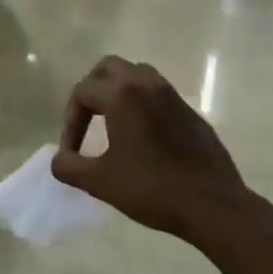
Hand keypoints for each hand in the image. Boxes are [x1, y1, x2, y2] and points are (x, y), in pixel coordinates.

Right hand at [52, 56, 256, 240]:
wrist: (213, 205)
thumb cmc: (152, 188)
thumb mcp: (99, 182)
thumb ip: (69, 167)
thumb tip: (59, 159)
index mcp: (122, 95)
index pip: (82, 93)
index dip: (69, 122)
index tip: (71, 154)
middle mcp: (147, 85)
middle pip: (109, 68)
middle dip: (91, 89)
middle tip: (86, 119)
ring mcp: (173, 96)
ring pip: (137, 75)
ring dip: (118, 91)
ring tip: (111, 122)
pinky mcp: (191, 112)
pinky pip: (158, 94)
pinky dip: (141, 104)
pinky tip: (141, 138)